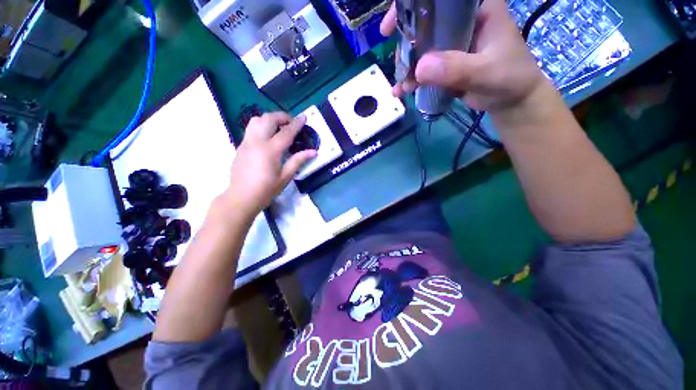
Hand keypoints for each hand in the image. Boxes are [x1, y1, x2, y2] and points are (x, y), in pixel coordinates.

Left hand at [220, 112, 316, 216]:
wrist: (242, 197)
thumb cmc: (266, 189)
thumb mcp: (285, 176)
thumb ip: (298, 160)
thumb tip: (313, 152)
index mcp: (270, 151)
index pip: (286, 132)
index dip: (296, 123)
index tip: (304, 116)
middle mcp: (257, 141)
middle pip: (268, 119)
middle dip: (282, 116)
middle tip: (291, 123)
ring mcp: (246, 142)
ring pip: (256, 120)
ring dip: (269, 119)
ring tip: (279, 127)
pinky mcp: (240, 145)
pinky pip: (251, 128)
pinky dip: (262, 126)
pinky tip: (268, 137)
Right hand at [380, 0, 547, 114]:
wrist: (511, 100)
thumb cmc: (509, 79)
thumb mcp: (485, 73)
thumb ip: (456, 69)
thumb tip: (419, 69)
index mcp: (476, 9)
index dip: (412, 5)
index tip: (393, 24)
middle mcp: (460, 23)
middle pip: (424, 23)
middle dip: (406, 42)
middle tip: (398, 63)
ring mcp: (452, 44)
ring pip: (421, 47)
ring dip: (407, 66)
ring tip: (402, 85)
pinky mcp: (446, 63)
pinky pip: (424, 67)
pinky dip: (412, 79)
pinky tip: (402, 91)